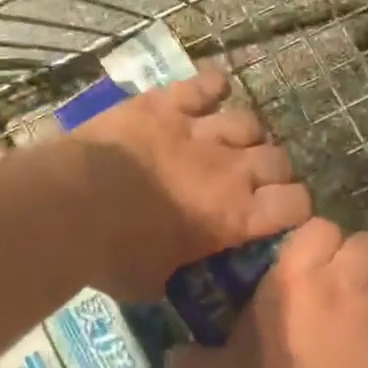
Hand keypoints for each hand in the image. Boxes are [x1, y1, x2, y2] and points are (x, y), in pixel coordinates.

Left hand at [70, 67, 310, 301]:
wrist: (72, 205)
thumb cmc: (113, 254)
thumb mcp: (152, 283)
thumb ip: (177, 273)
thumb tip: (177, 275)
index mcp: (235, 216)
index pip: (295, 204)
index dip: (293, 207)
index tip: (281, 213)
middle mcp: (230, 169)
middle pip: (278, 159)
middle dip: (272, 171)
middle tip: (252, 181)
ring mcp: (198, 130)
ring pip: (248, 121)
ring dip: (245, 134)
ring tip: (229, 142)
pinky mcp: (165, 104)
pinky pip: (203, 84)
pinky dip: (211, 86)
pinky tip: (212, 90)